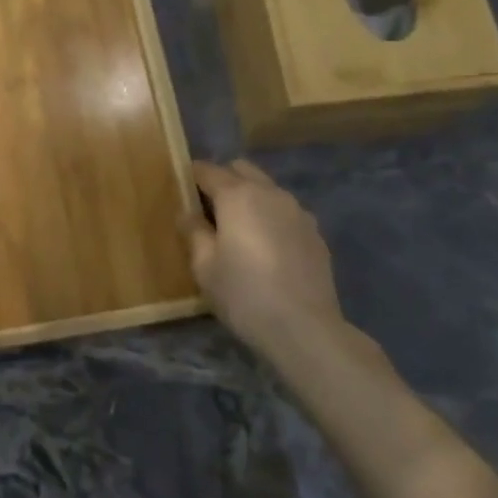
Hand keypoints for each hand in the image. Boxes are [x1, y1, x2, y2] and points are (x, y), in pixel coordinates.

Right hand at [184, 159, 367, 370]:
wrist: (304, 328)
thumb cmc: (244, 294)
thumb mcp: (205, 267)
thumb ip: (193, 232)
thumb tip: (187, 213)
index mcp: (237, 196)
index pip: (208, 170)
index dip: (191, 176)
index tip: (182, 189)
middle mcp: (269, 193)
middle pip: (241, 169)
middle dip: (223, 179)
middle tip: (209, 209)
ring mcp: (297, 211)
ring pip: (267, 188)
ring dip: (250, 197)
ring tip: (239, 229)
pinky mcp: (315, 232)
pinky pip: (286, 211)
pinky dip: (272, 217)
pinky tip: (267, 247)